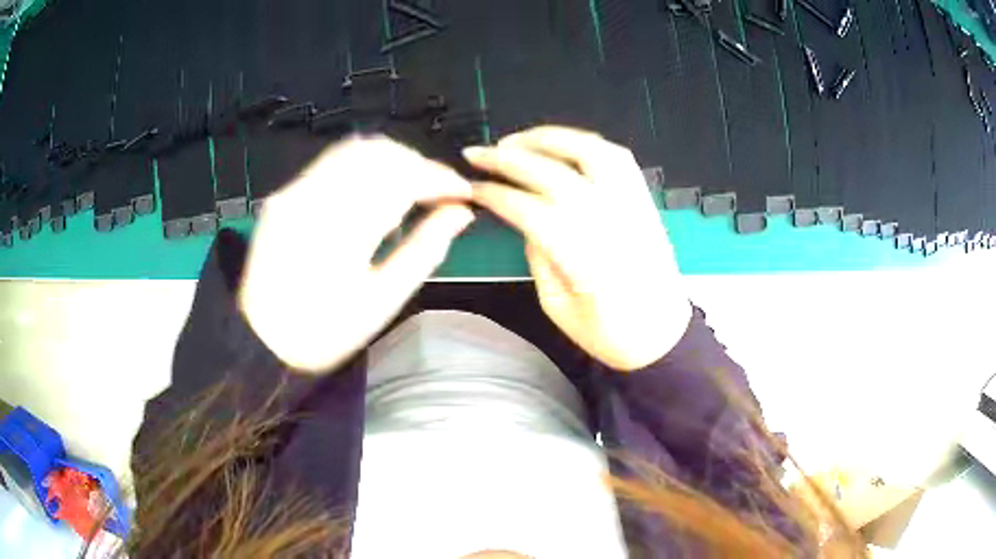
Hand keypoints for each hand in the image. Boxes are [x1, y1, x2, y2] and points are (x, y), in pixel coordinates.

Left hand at [239, 136, 474, 372]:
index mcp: (344, 232)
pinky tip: (374, 192)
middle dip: (418, 165)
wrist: (262, 339)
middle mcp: (316, 199)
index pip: (402, 179)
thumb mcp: (382, 301)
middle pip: (380, 153)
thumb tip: (460, 213)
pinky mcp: (285, 195)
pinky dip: (364, 167)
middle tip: (440, 193)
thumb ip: (425, 250)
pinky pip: (332, 163)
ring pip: (355, 149)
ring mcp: (295, 192)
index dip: (439, 179)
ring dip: (392, 161)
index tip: (463, 192)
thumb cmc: (326, 331)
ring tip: (412, 189)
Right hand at [464, 126, 689, 370]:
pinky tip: (562, 145)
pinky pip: (618, 158)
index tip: (474, 189)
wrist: (662, 335)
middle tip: (479, 154)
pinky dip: (586, 143)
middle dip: (509, 159)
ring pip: (590, 154)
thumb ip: (538, 257)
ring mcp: (632, 207)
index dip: (497, 195)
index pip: (531, 210)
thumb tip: (523, 220)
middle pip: (554, 175)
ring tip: (517, 141)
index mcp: (585, 260)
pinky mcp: (644, 201)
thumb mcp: (558, 307)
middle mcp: (611, 224)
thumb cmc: (610, 333)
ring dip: (549, 139)